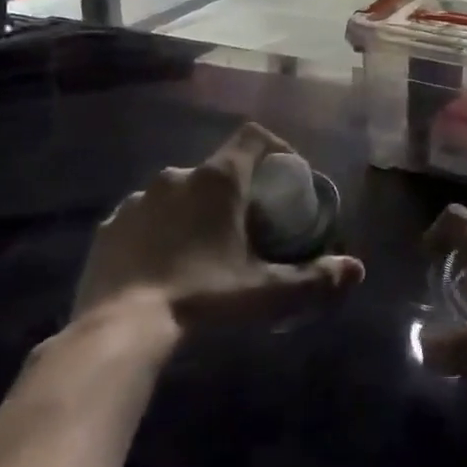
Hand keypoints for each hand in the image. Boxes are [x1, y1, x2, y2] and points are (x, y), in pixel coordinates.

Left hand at [73, 122, 363, 331]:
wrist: (118, 329)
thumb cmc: (202, 298)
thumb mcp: (265, 293)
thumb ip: (314, 280)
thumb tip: (356, 269)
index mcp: (218, 180)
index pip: (253, 136)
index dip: (275, 146)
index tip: (287, 174)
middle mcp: (177, 176)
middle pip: (217, 170)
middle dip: (234, 192)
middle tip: (246, 227)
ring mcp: (138, 199)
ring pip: (178, 193)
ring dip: (194, 212)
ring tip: (202, 251)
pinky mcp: (109, 226)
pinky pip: (144, 217)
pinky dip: (158, 231)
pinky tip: (161, 266)